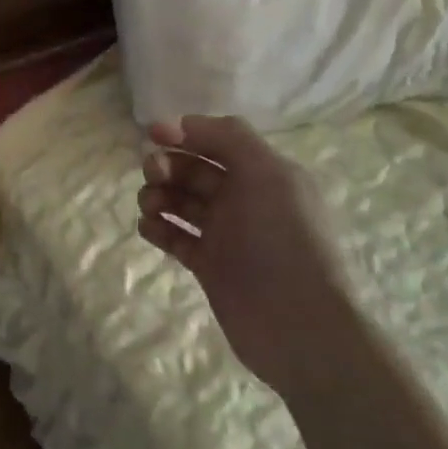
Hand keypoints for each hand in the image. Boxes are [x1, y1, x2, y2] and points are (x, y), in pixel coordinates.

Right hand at [137, 115, 362, 403]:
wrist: (298, 325)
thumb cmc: (284, 239)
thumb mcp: (267, 174)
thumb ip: (228, 138)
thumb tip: (183, 123)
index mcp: (265, 174)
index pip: (218, 141)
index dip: (186, 133)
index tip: (153, 134)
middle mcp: (245, 200)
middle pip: (195, 170)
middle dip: (168, 165)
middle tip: (152, 173)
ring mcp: (226, 235)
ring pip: (181, 202)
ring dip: (159, 195)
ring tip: (149, 206)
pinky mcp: (209, 266)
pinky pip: (176, 237)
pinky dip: (159, 228)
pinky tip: (148, 227)